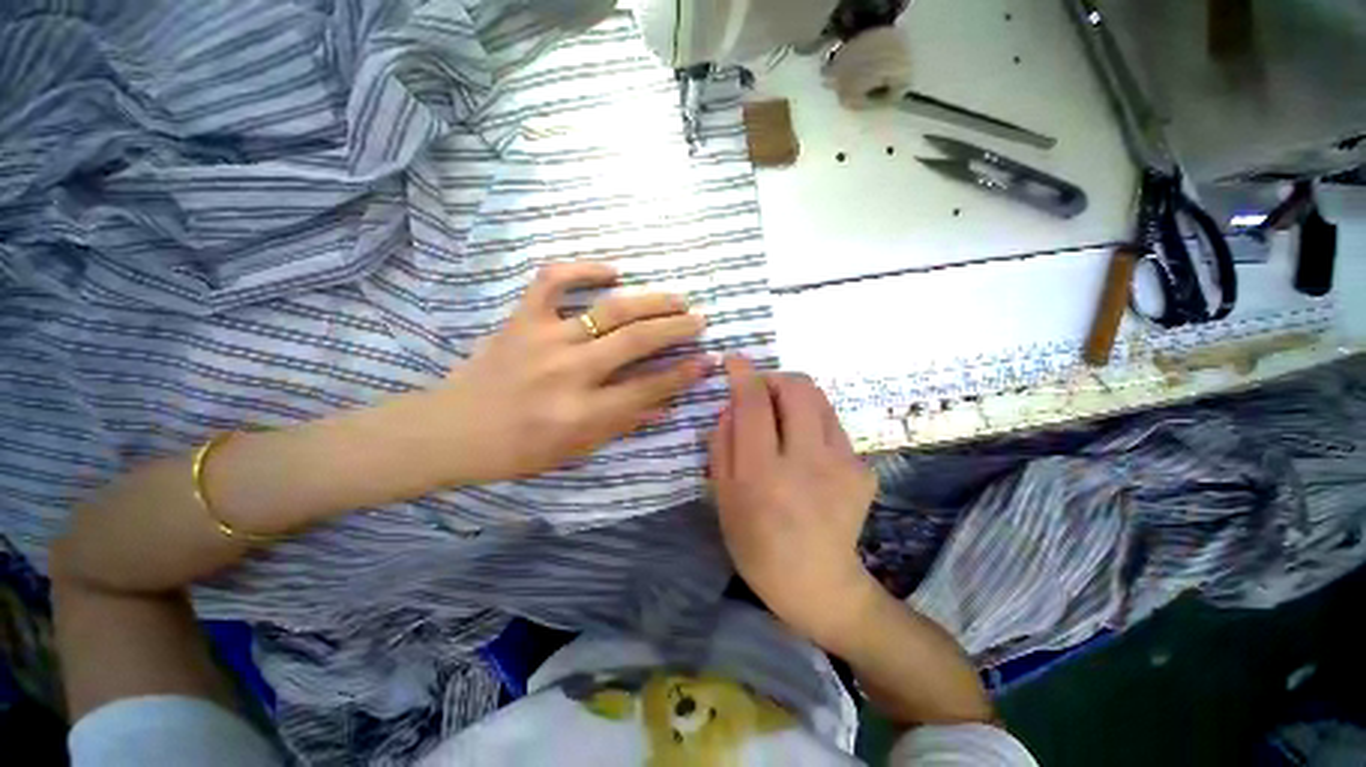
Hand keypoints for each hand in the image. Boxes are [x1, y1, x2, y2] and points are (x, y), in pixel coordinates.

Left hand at [435, 261, 709, 483]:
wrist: (452, 430)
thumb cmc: (519, 449)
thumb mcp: (577, 449)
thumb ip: (624, 423)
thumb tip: (666, 405)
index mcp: (582, 413)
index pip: (648, 388)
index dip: (684, 373)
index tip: (708, 360)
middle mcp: (569, 372)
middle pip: (636, 341)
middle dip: (677, 328)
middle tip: (700, 320)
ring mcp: (544, 339)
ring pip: (609, 310)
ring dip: (651, 301)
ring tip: (677, 298)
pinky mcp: (522, 319)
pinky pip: (554, 280)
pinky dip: (584, 268)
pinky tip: (612, 270)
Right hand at [709, 355, 878, 650]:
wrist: (818, 584)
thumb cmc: (757, 544)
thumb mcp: (724, 496)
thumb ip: (723, 442)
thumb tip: (733, 403)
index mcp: (764, 475)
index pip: (754, 403)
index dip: (743, 373)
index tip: (735, 360)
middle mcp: (808, 462)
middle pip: (798, 387)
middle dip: (775, 377)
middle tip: (761, 394)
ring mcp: (844, 464)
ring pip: (820, 399)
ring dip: (795, 396)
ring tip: (783, 420)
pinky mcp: (864, 468)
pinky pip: (832, 424)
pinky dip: (811, 423)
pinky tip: (806, 451)